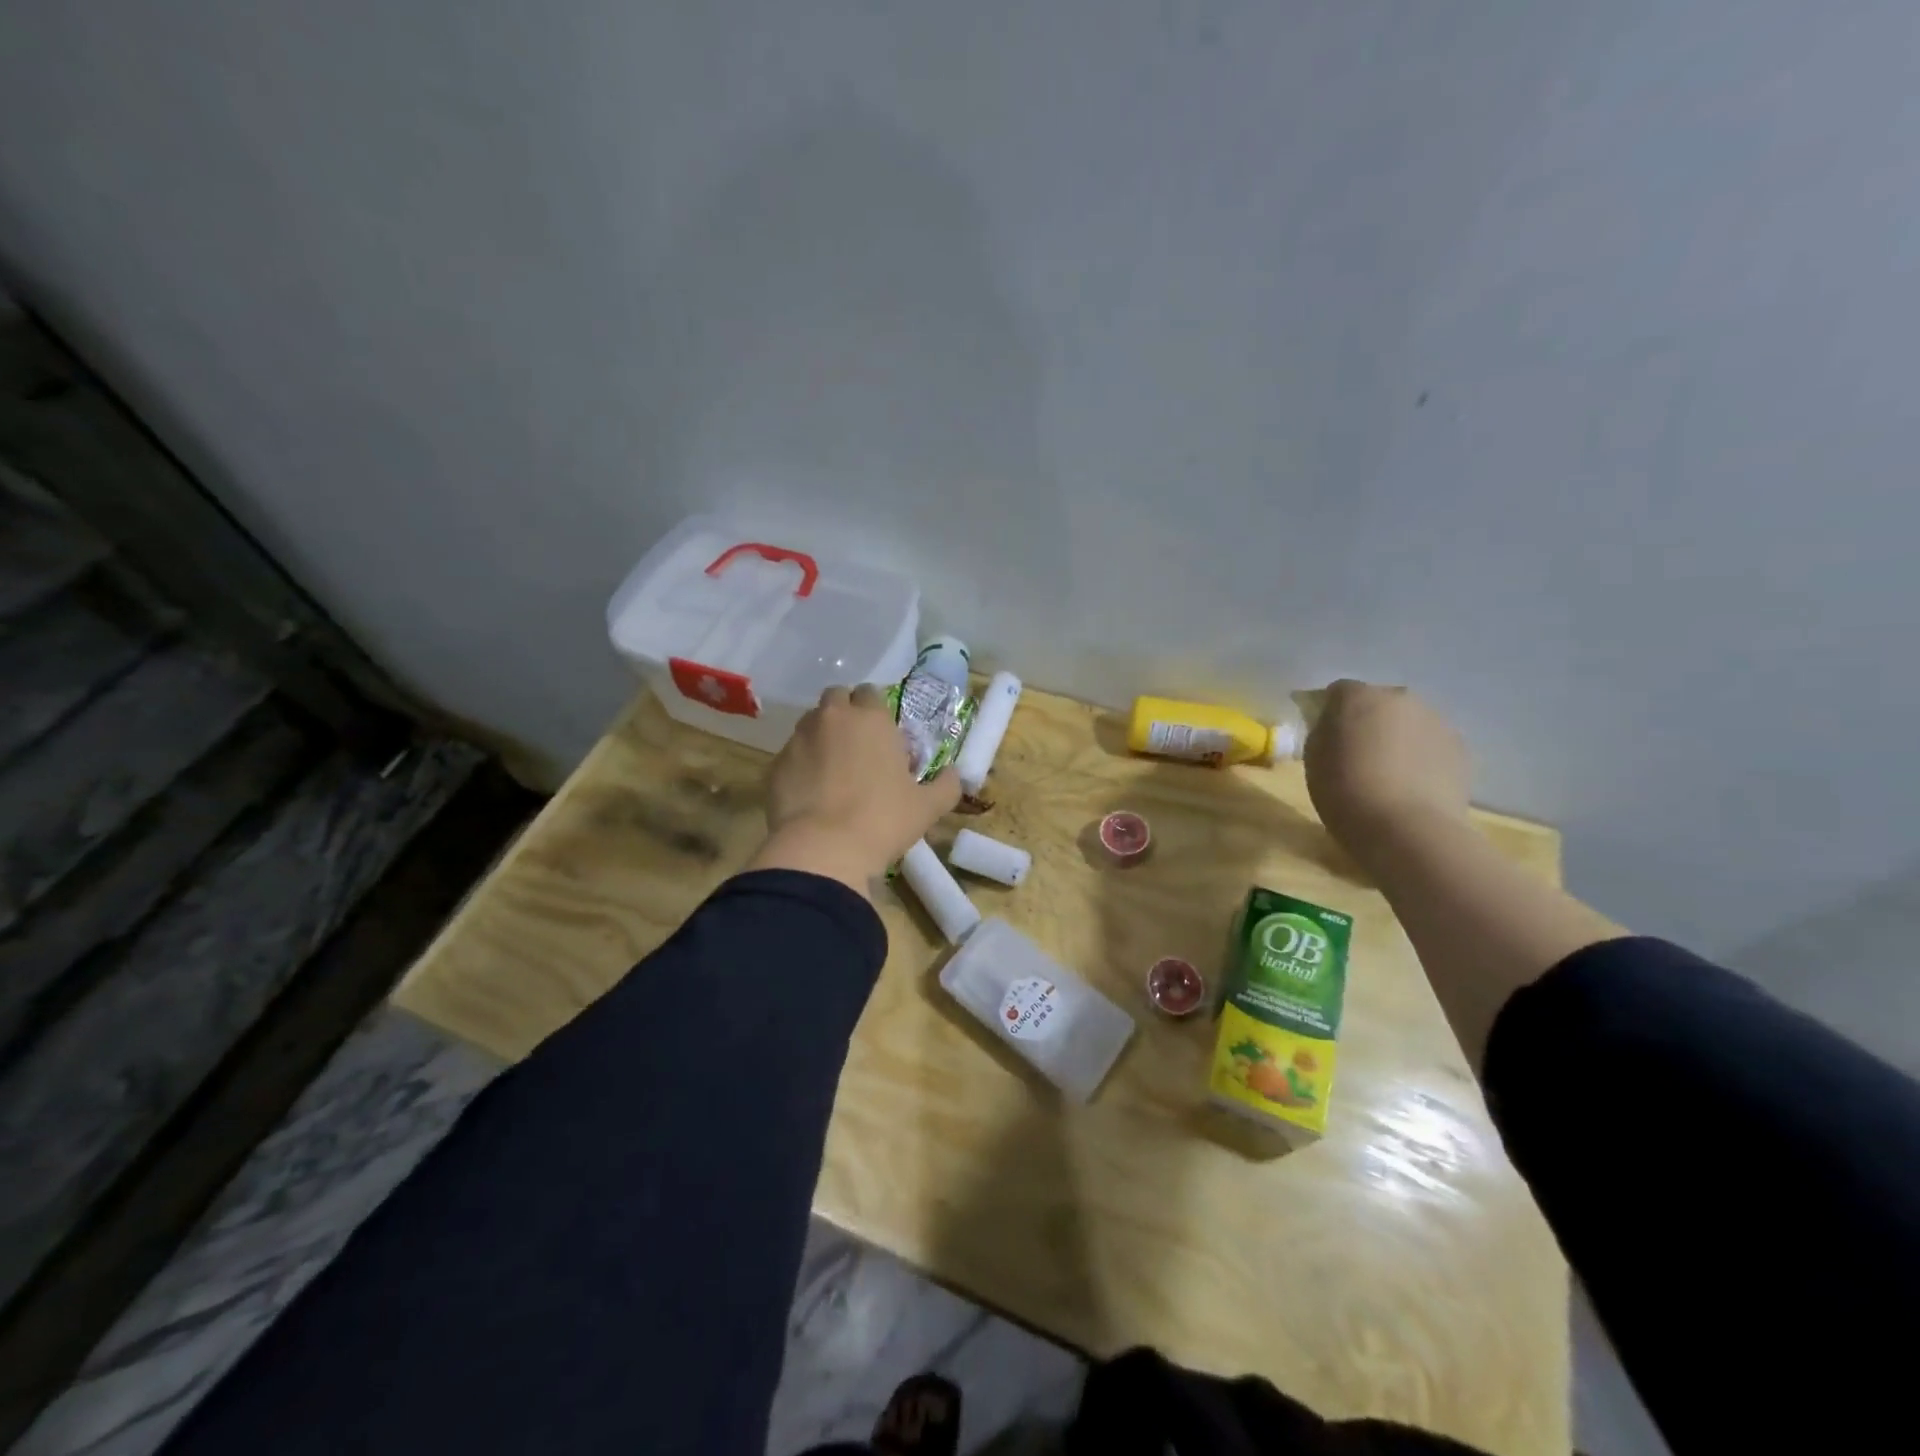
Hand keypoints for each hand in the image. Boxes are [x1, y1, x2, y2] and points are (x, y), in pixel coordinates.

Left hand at [746, 683, 959, 894]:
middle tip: (859, 745)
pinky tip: (811, 793)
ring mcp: (798, 740)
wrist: (823, 850)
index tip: (884, 734)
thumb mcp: (928, 807)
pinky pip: (791, 756)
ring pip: (810, 724)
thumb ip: (946, 785)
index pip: (872, 692)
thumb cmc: (883, 820)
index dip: (877, 710)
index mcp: (871, 718)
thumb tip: (953, 775)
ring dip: (822, 736)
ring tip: (833, 769)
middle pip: (837, 698)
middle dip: (846, 713)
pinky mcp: (774, 766)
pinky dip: (801, 765)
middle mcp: (832, 718)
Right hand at [1305, 681, 1470, 862]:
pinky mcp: (1461, 748)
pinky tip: (1412, 785)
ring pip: (1409, 722)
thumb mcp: (1313, 758)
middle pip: (1379, 702)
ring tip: (1388, 773)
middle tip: (1357, 753)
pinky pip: (1431, 744)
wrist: (1406, 829)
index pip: (1338, 692)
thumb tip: (1334, 725)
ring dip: (1397, 737)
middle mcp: (1400, 698)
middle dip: (1368, 720)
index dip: (1329, 711)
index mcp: (1358, 696)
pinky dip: (1421, 757)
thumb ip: (1323, 731)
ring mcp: (1436, 721)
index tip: (1324, 735)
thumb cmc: (1345, 792)